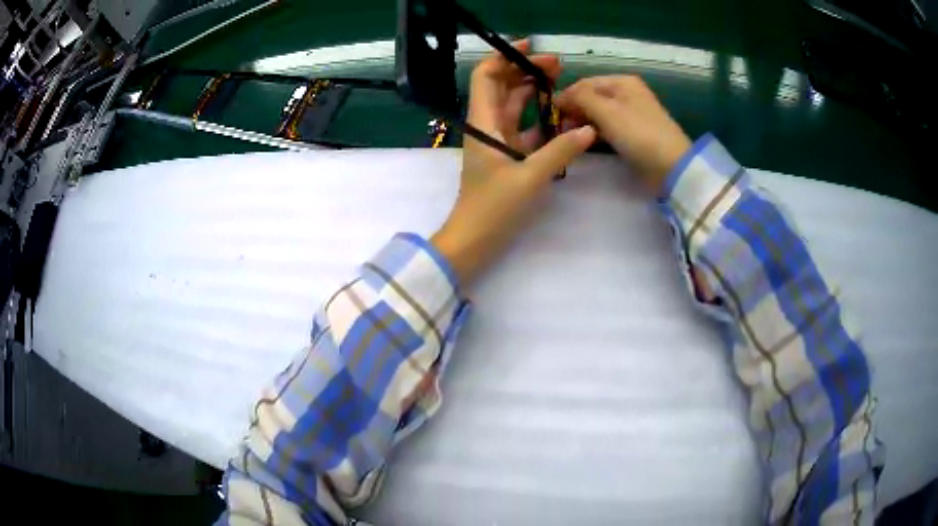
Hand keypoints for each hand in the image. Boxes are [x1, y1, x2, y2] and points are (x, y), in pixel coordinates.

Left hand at [431, 40, 596, 285]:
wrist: (474, 241)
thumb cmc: (493, 208)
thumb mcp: (530, 177)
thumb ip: (561, 150)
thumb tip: (589, 129)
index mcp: (484, 122)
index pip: (486, 76)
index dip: (504, 56)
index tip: (531, 47)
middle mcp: (488, 125)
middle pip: (502, 86)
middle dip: (526, 70)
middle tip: (558, 66)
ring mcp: (498, 141)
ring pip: (515, 106)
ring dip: (535, 92)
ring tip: (562, 82)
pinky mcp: (507, 157)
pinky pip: (525, 128)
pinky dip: (541, 119)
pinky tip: (562, 116)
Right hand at [555, 75, 691, 193]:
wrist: (671, 166)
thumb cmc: (637, 133)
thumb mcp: (606, 111)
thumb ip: (580, 98)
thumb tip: (558, 95)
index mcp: (622, 82)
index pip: (585, 83)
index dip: (566, 96)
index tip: (549, 114)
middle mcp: (627, 93)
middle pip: (592, 97)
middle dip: (574, 110)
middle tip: (558, 128)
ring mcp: (631, 114)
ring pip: (599, 113)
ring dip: (582, 122)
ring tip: (568, 136)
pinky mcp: (633, 134)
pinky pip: (608, 127)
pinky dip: (595, 132)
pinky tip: (585, 141)